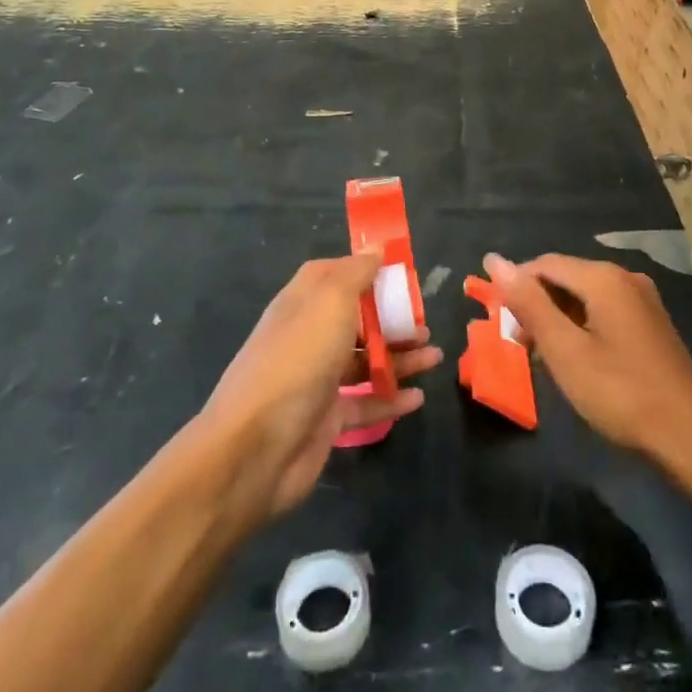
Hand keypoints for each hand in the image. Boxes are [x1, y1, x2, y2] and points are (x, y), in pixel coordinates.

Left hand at [202, 253, 442, 520]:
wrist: (256, 446)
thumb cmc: (298, 359)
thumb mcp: (330, 302)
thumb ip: (356, 273)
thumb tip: (375, 246)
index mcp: (303, 302)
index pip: (335, 275)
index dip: (366, 271)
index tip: (402, 273)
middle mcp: (308, 335)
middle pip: (356, 319)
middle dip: (392, 318)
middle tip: (424, 322)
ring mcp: (316, 378)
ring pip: (365, 361)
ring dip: (399, 357)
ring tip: (434, 356)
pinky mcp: (326, 419)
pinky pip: (366, 404)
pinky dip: (391, 398)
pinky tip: (418, 398)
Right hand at [483, 253, 691, 473]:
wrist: (691, 439)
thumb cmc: (621, 393)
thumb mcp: (565, 351)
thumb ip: (529, 303)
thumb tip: (495, 261)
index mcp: (604, 278)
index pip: (544, 264)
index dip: (515, 287)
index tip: (496, 321)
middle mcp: (625, 278)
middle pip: (565, 277)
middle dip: (536, 305)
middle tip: (518, 344)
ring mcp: (643, 301)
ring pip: (584, 297)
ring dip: (557, 319)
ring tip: (541, 356)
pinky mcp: (651, 325)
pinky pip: (604, 312)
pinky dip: (581, 328)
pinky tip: (574, 359)